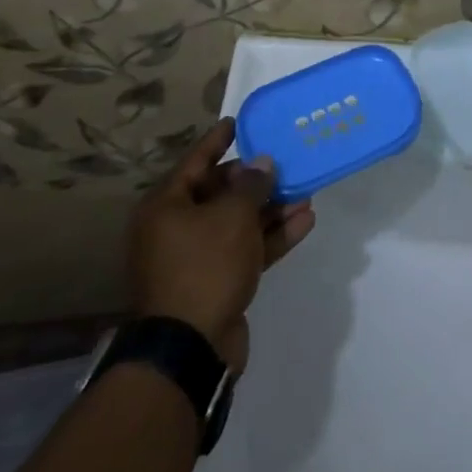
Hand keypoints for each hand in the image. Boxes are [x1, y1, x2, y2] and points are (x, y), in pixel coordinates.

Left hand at [127, 118, 315, 371]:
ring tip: (306, 191)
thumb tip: (261, 164)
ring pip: (238, 222)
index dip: (218, 139)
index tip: (238, 121)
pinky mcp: (217, 282)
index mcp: (166, 206)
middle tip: (285, 161)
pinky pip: (246, 249)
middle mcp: (176, 228)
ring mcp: (196, 258)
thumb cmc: (204, 266)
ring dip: (271, 208)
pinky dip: (272, 236)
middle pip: (219, 192)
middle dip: (255, 179)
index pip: (195, 160)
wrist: (190, 349)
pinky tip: (305, 221)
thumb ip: (251, 185)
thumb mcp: (233, 216)